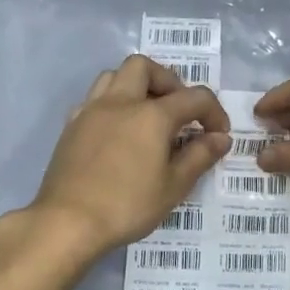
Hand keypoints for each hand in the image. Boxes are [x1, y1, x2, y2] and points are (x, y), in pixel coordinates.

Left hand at [27, 55, 229, 259]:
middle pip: (145, 68)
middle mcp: (120, 102)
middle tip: (178, 111)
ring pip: (114, 76)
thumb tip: (221, 138)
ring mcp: (91, 111)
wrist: (67, 222)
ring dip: (136, 86)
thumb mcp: (173, 186)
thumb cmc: (127, 206)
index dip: (213, 112)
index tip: (219, 135)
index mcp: (151, 115)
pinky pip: (94, 99)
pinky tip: (117, 131)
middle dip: (168, 82)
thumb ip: (199, 156)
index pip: (194, 98)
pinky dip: (111, 104)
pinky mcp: (71, 126)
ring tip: (147, 116)